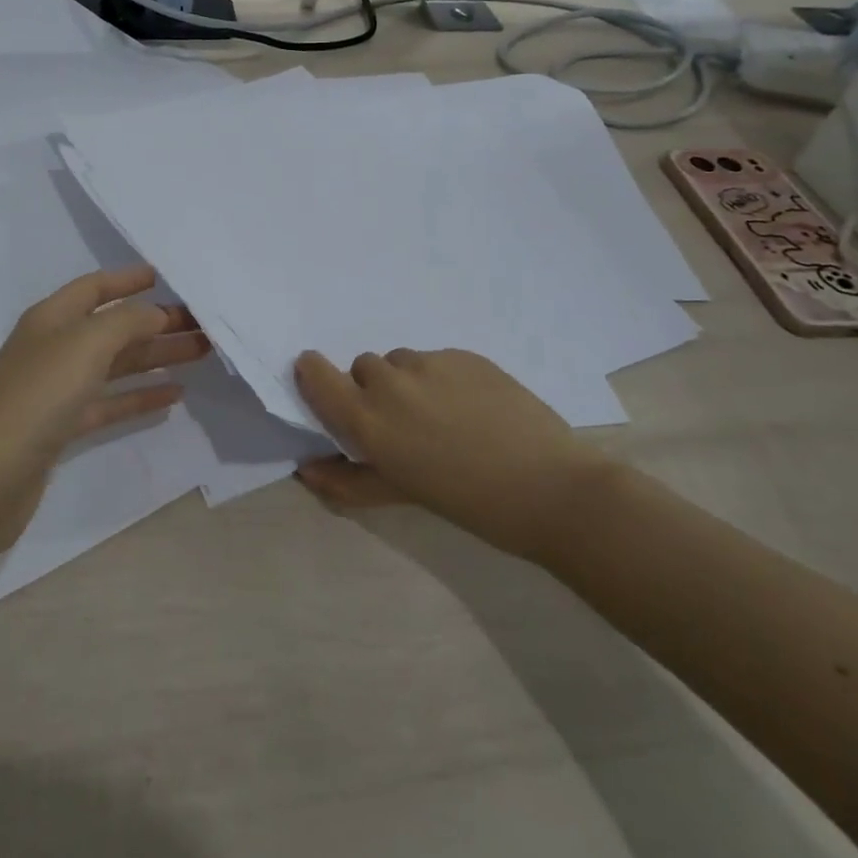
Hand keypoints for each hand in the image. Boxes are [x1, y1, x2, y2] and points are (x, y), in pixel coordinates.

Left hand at [0, 264, 210, 476]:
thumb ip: (127, 321)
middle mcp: (54, 347)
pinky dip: (140, 396)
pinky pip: (110, 402)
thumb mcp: (85, 344)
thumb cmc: (38, 396)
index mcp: (51, 318)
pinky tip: (173, 395)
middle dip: (156, 322)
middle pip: (113, 327)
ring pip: (116, 364)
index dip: (127, 279)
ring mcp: (57, 389)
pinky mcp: (63, 427)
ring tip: (200, 353)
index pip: (94, 287)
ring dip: (156, 356)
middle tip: (202, 323)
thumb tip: (155, 313)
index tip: (165, 277)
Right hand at [292, 347, 609, 562]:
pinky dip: (442, 378)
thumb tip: (307, 468)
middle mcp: (390, 382)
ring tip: (444, 416)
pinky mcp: (465, 354)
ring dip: (408, 382)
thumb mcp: (402, 495)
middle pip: (363, 368)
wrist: (551, 488)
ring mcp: (430, 363)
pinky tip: (473, 408)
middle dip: (374, 390)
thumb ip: (348, 480)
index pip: (316, 373)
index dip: (314, 375)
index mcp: (368, 419)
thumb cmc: (469, 503)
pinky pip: (437, 359)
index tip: (328, 388)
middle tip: (405, 424)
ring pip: (401, 362)